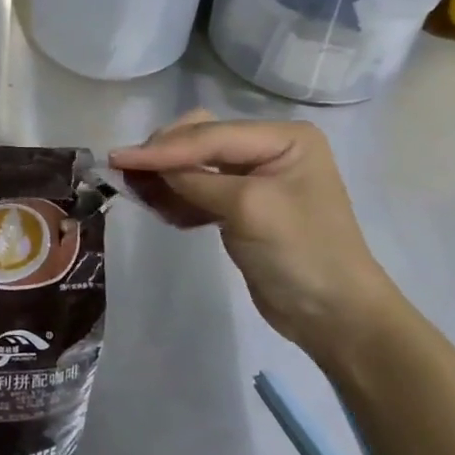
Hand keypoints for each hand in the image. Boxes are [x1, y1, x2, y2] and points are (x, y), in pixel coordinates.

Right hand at [110, 111, 400, 363]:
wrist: (336, 319)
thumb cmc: (302, 253)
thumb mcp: (248, 208)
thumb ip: (196, 179)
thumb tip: (146, 166)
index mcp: (284, 137)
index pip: (211, 135)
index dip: (163, 148)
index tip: (118, 157)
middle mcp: (269, 149)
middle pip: (200, 139)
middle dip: (165, 156)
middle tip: (127, 172)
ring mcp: (255, 178)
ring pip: (195, 164)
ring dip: (166, 178)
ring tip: (136, 191)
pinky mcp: (242, 207)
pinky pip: (199, 190)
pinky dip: (178, 198)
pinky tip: (161, 211)